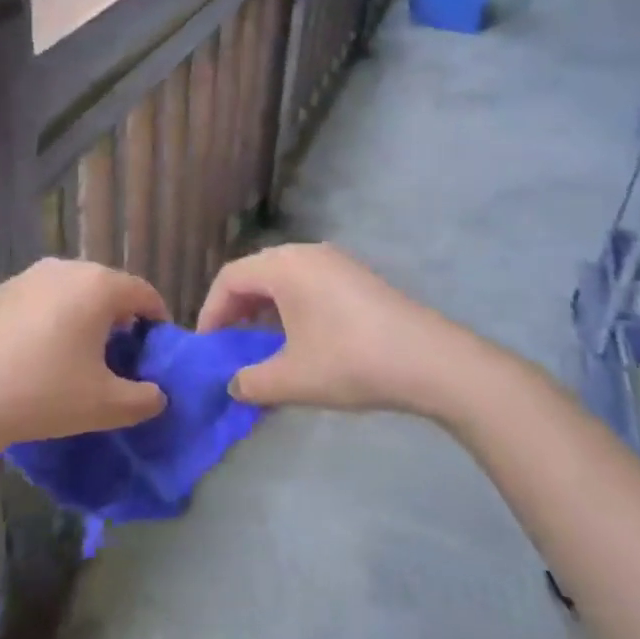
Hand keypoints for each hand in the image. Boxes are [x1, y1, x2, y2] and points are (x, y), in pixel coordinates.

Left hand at [0, 258, 168, 461]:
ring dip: (82, 318)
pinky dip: (48, 321)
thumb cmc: (41, 395)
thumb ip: (143, 399)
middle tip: (120, 356)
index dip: (157, 320)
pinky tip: (36, 356)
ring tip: (77, 357)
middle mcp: (64, 269)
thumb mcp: (104, 406)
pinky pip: (37, 301)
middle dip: (119, 318)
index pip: (143, 292)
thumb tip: (157, 395)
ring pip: (69, 292)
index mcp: (97, 285)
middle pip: (106, 287)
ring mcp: (25, 277)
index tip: (156, 349)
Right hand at [198, 243, 467, 414]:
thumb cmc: (350, 362)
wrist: (431, 361)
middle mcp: (306, 253)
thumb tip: (234, 385)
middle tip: (229, 342)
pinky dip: (291, 305)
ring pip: (284, 277)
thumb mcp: (292, 379)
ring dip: (264, 307)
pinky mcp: (358, 277)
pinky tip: (300, 337)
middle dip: (236, 307)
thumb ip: (252, 382)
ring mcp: (336, 262)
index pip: (230, 278)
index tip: (207, 346)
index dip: (210, 311)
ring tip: (261, 342)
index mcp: (283, 266)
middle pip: (255, 273)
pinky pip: (309, 283)